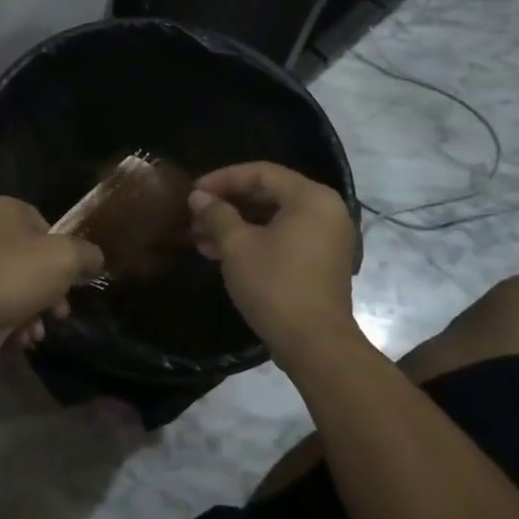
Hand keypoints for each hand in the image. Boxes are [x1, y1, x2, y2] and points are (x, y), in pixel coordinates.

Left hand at [0, 196, 104, 342]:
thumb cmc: (12, 276)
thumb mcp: (64, 260)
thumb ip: (86, 255)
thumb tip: (94, 259)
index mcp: (5, 209)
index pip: (46, 226)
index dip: (63, 255)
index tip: (70, 282)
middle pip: (30, 259)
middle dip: (50, 292)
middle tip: (59, 314)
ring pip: (13, 285)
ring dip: (32, 312)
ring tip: (35, 335)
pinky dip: (8, 321)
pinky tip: (16, 341)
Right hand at [188, 163, 361, 355]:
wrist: (315, 345)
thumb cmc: (275, 285)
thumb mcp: (237, 245)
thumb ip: (216, 214)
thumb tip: (198, 197)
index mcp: (310, 198)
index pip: (260, 173)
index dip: (222, 179)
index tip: (193, 192)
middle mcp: (324, 210)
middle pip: (268, 193)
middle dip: (227, 203)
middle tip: (194, 214)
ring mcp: (326, 237)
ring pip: (272, 217)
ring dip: (235, 223)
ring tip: (199, 235)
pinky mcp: (321, 261)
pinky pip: (283, 236)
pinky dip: (254, 239)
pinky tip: (219, 252)